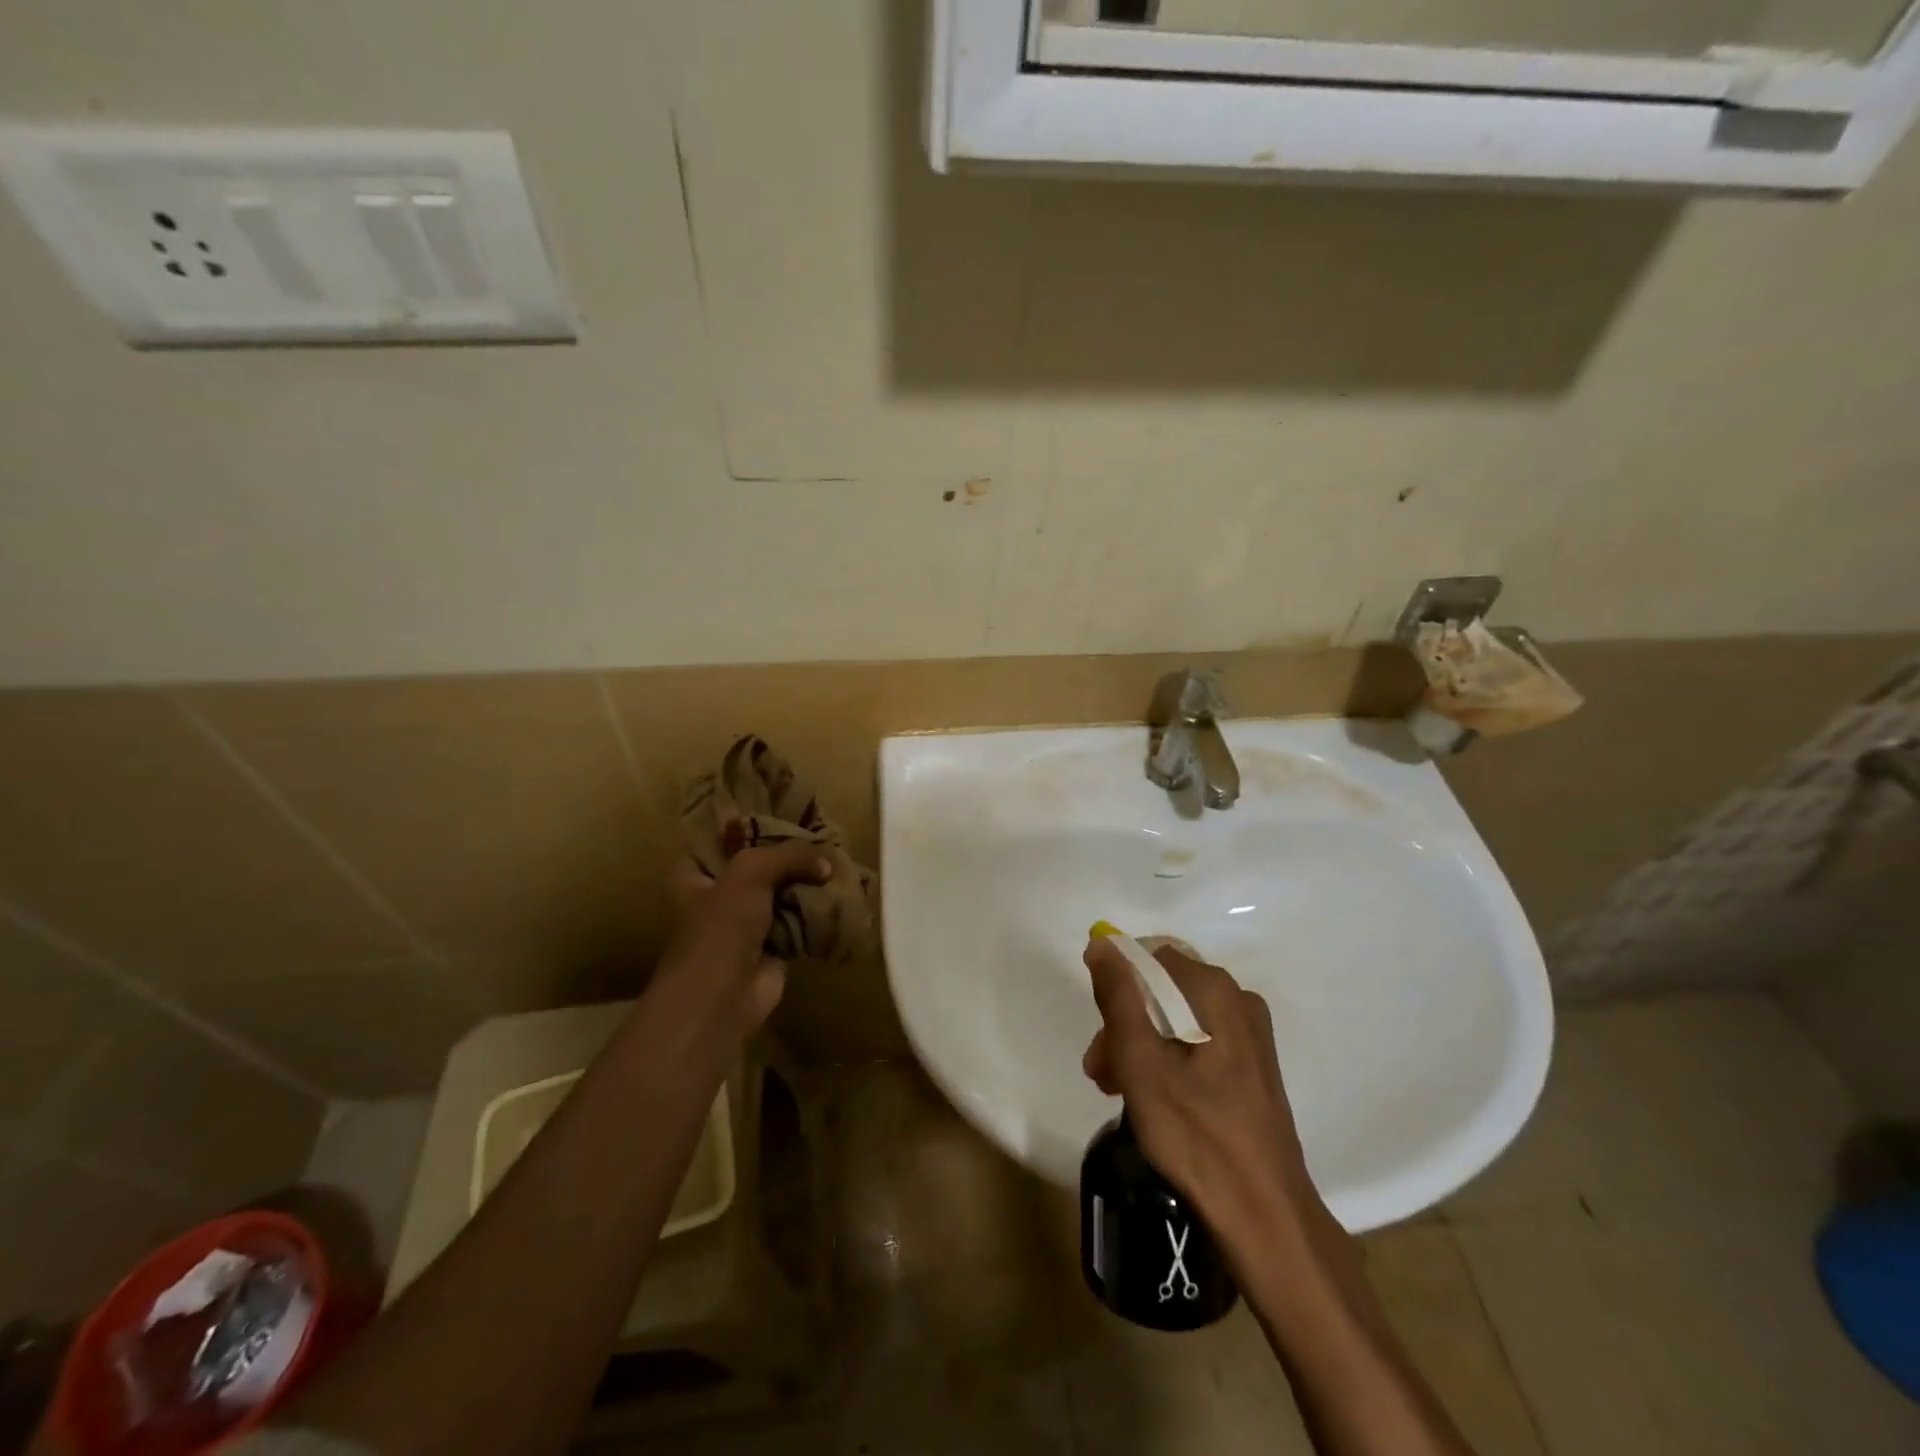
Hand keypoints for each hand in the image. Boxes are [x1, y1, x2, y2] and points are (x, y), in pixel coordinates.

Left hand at [657, 841, 830, 1034]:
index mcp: (697, 875)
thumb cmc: (721, 927)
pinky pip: (800, 921)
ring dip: (807, 884)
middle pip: (760, 866)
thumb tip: (827, 864)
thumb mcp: (751, 872)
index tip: (783, 815)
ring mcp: (747, 923)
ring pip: (783, 893)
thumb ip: (789, 855)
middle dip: (789, 856)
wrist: (723, 996)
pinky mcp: (774, 947)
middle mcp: (720, 895)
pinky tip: (842, 896)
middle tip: (823, 838)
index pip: (723, 840)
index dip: (750, 827)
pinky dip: (818, 913)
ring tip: (839, 863)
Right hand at [1082, 938, 1341, 1261]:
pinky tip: (1149, 1097)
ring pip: (1175, 1020)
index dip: (1116, 988)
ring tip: (1115, 1089)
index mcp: (1216, 991)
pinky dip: (1166, 1060)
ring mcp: (1249, 1035)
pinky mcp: (1251, 1065)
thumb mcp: (1141, 1064)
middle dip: (1124, 1025)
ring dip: (1139, 1046)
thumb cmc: (1198, 1136)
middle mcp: (1238, 1000)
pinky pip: (1196, 1042)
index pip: (1149, 959)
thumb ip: (1119, 998)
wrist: (1265, 1216)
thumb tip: (1102, 943)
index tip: (1100, 1033)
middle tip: (1100, 1071)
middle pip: (1162, 991)